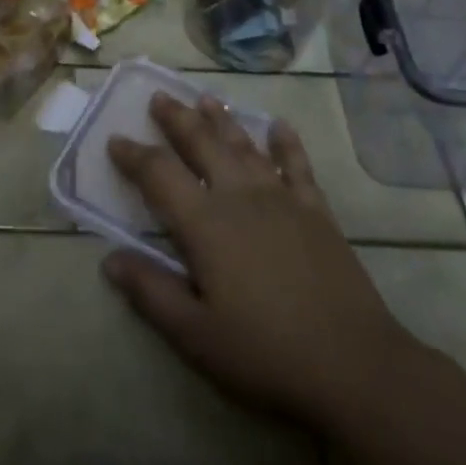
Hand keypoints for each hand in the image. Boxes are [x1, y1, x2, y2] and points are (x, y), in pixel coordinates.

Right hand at [102, 94, 419, 434]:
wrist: (354, 367)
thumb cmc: (265, 354)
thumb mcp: (195, 335)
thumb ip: (151, 292)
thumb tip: (110, 258)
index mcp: (205, 224)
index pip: (159, 174)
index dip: (133, 155)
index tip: (115, 139)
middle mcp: (240, 197)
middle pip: (202, 144)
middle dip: (177, 119)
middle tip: (159, 97)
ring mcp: (282, 199)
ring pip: (245, 147)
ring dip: (222, 121)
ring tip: (206, 99)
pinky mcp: (317, 212)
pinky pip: (297, 166)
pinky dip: (286, 143)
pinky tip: (280, 127)